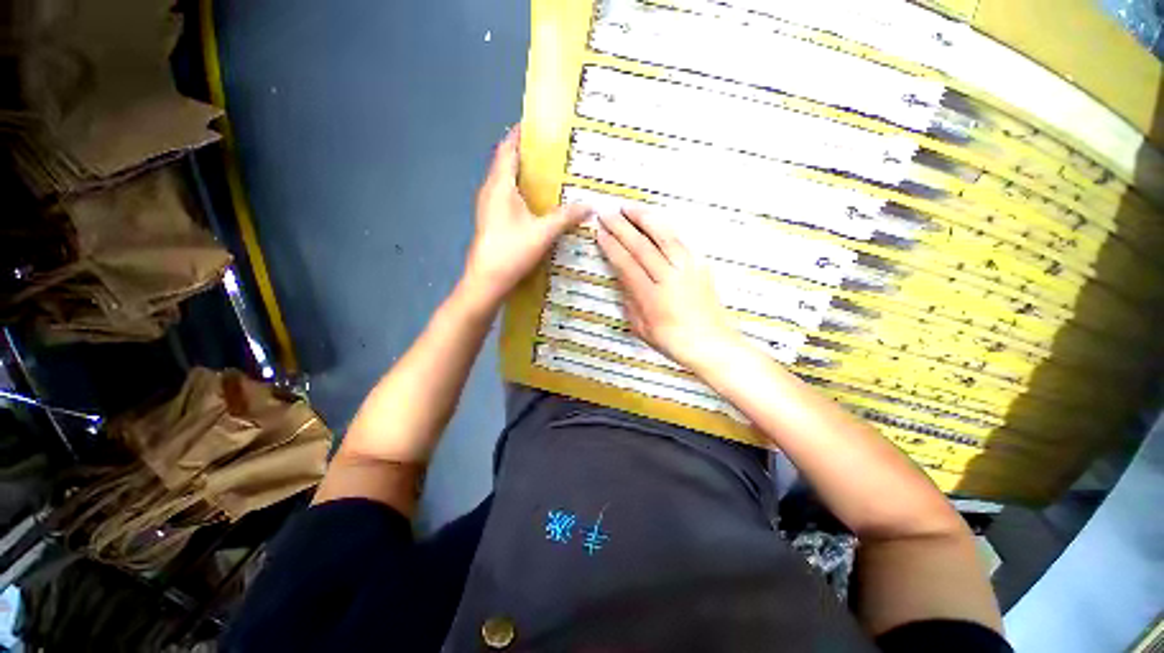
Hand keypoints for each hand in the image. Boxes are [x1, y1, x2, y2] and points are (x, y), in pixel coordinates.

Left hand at [461, 125, 591, 310]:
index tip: (538, 125)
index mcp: (500, 185)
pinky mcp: (491, 221)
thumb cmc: (512, 252)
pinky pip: (506, 197)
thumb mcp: (543, 233)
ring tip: (549, 174)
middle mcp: (490, 191)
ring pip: (506, 181)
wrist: (486, 281)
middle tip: (553, 151)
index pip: (508, 149)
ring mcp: (488, 207)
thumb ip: (566, 217)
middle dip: (527, 154)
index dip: (520, 134)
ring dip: (524, 174)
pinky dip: (521, 192)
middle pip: (507, 163)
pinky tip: (537, 202)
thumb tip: (589, 205)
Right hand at [596, 208, 741, 370]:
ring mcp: (687, 268)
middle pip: (641, 245)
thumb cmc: (672, 340)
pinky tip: (656, 220)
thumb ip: (629, 299)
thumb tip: (622, 277)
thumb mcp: (641, 326)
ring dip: (644, 218)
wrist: (710, 343)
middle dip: (622, 226)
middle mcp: (669, 277)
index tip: (600, 232)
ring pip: (663, 235)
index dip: (611, 245)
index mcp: (651, 296)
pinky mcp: (700, 265)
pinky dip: (666, 227)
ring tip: (629, 207)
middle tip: (607, 213)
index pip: (626, 262)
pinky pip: (681, 240)